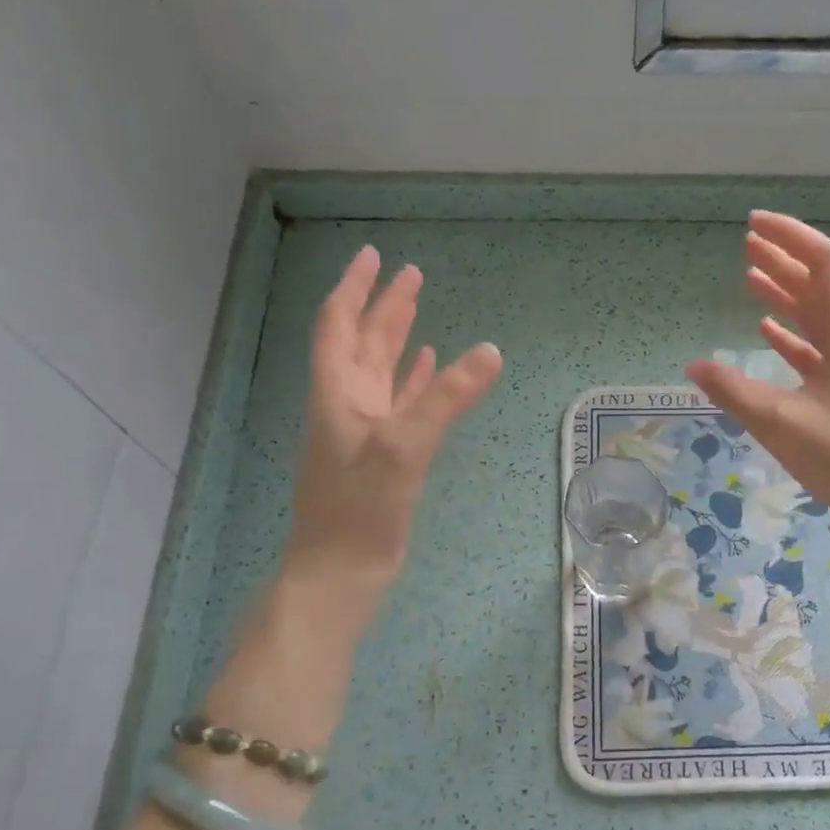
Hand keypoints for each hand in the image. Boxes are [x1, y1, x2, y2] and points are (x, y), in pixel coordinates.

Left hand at [282, 246, 502, 604]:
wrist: (340, 573)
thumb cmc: (360, 508)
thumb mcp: (404, 447)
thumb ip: (447, 398)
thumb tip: (490, 351)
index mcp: (338, 393)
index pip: (339, 325)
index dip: (356, 288)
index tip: (374, 256)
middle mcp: (347, 404)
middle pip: (362, 342)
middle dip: (384, 307)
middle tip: (412, 275)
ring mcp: (364, 431)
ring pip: (380, 371)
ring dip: (397, 339)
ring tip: (418, 309)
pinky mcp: (382, 456)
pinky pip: (398, 404)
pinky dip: (412, 382)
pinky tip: (428, 368)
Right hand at [687, 212, 829, 546]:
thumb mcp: (783, 424)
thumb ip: (735, 392)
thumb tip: (693, 366)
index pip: (825, 263)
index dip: (791, 236)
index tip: (753, 223)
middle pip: (820, 284)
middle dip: (784, 259)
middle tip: (745, 243)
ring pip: (818, 316)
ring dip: (786, 294)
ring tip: (749, 277)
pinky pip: (816, 349)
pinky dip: (791, 335)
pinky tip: (765, 331)